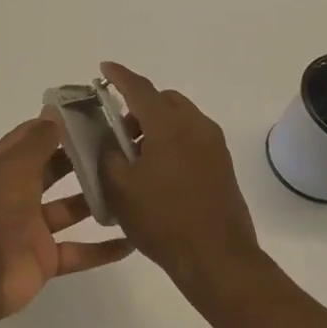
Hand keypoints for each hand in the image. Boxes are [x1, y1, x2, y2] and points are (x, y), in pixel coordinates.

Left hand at [0, 116, 134, 324]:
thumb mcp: (14, 167)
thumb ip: (37, 141)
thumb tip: (54, 112)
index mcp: (2, 167)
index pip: (31, 138)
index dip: (56, 126)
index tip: (91, 115)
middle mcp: (16, 193)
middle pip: (52, 171)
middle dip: (81, 160)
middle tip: (119, 147)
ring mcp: (31, 228)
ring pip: (68, 210)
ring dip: (95, 202)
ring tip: (131, 189)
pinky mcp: (45, 259)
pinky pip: (78, 251)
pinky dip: (102, 250)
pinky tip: (132, 242)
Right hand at [97, 62, 264, 292]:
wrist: (217, 258)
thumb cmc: (162, 220)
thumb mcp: (120, 188)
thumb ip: (108, 154)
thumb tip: (109, 139)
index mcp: (169, 125)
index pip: (139, 88)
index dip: (119, 76)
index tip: (104, 69)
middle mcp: (196, 126)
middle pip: (164, 100)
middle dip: (139, 106)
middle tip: (117, 130)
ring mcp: (214, 145)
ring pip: (180, 119)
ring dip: (157, 125)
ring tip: (136, 156)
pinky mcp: (223, 165)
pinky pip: (192, 138)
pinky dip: (172, 141)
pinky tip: (158, 172)